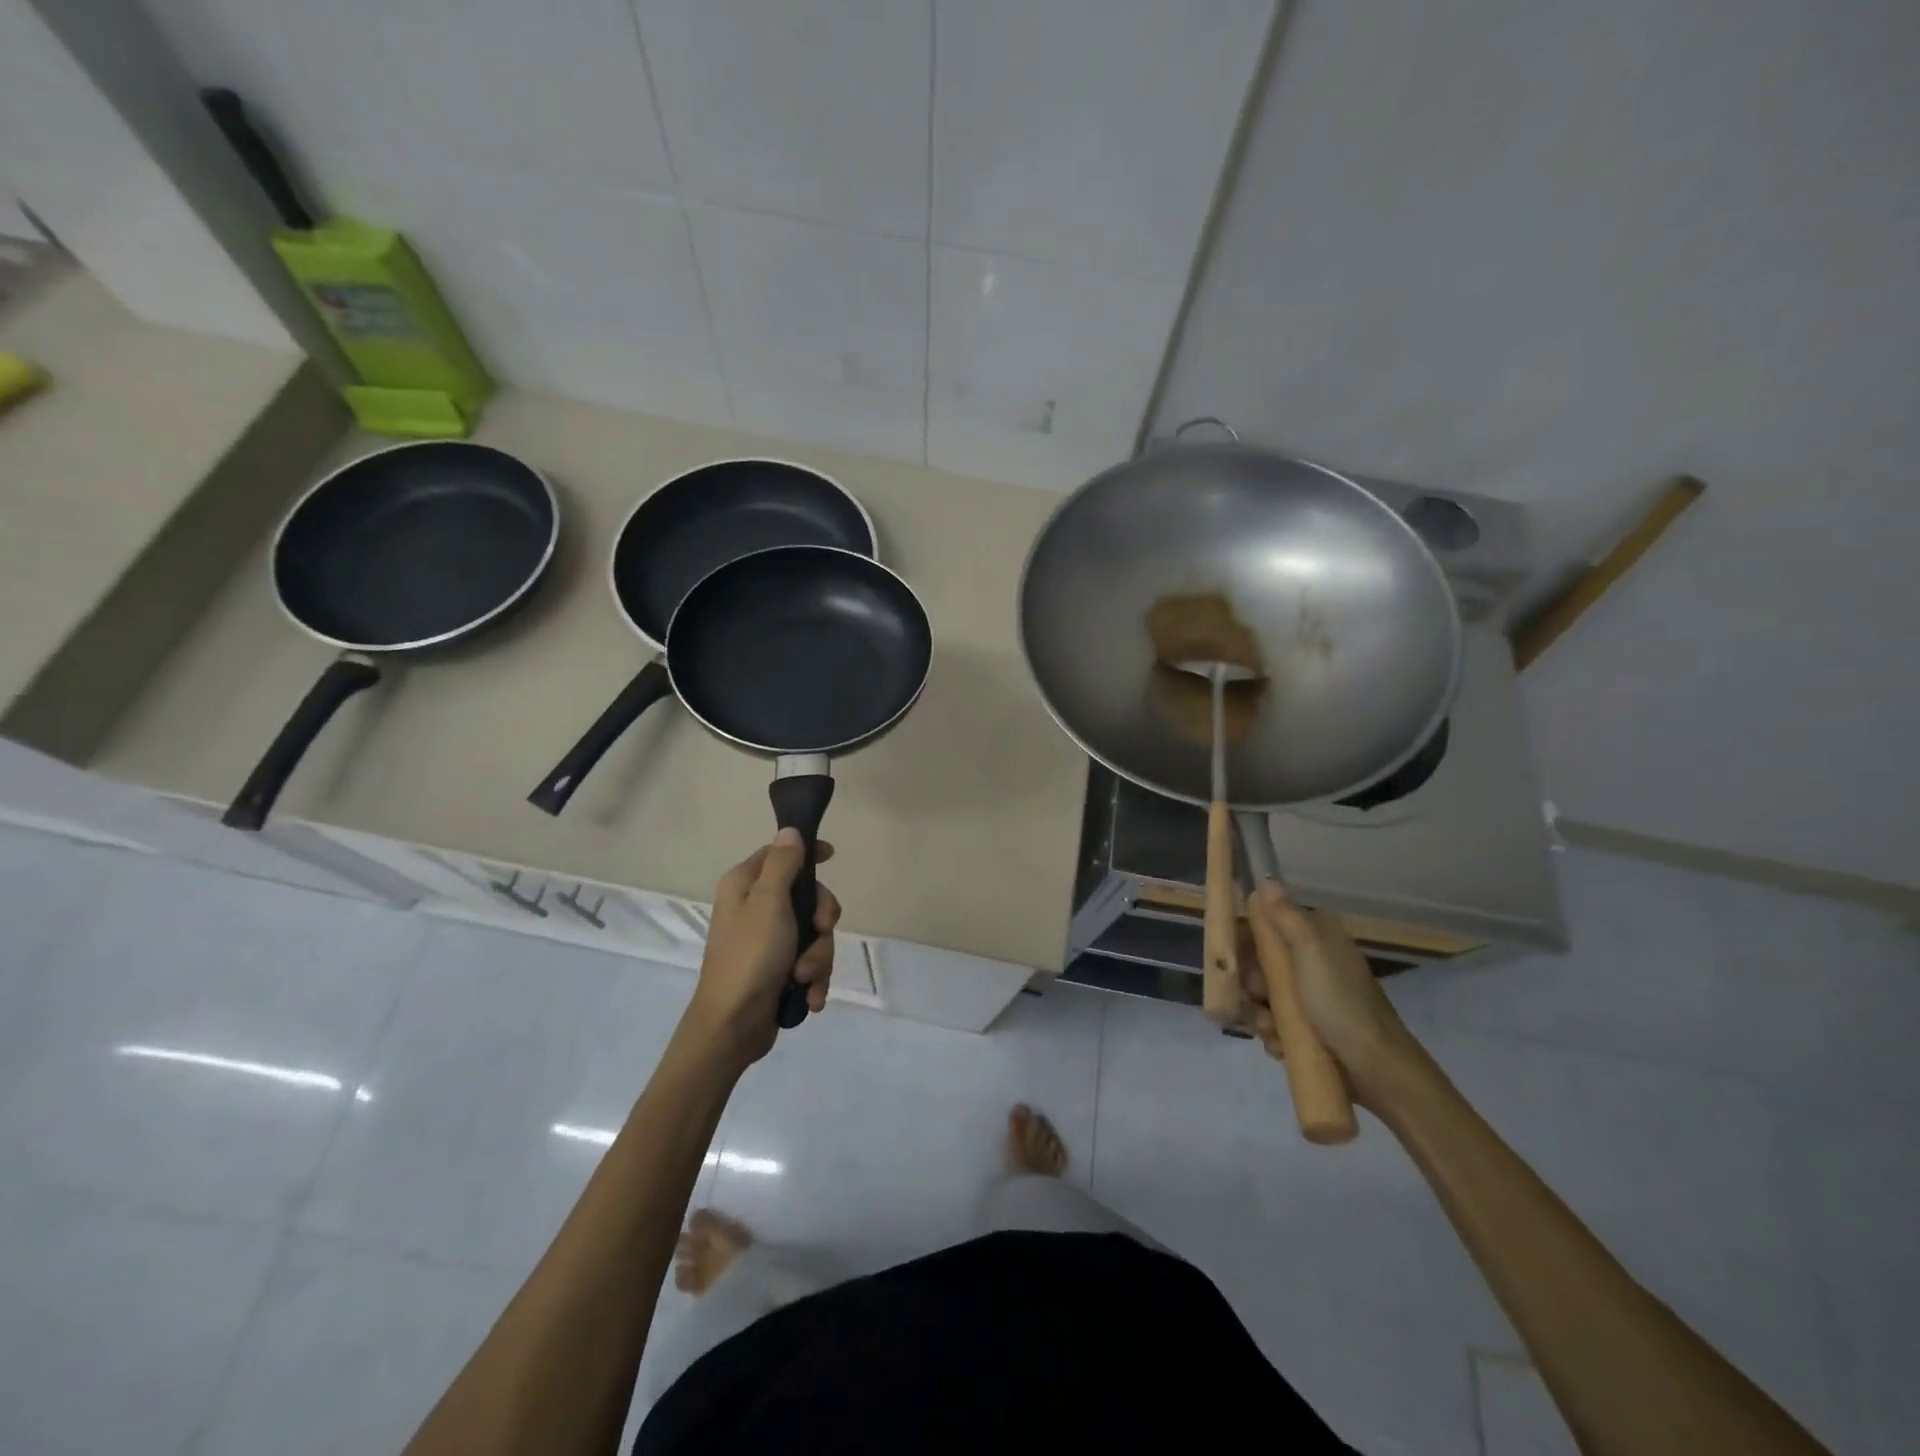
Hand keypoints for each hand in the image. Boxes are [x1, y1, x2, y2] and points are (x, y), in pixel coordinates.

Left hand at [685, 828, 840, 1068]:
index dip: (807, 852)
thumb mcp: (769, 902)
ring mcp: (767, 941)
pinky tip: (810, 996)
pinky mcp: (777, 970)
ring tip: (804, 979)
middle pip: (806, 896)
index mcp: (745, 885)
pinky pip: (809, 962)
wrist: (732, 1027)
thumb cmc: (750, 956)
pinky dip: (813, 979)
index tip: (832, 856)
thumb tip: (789, 831)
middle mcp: (754, 908)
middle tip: (820, 930)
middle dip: (820, 920)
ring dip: (818, 957)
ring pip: (813, 933)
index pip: (779, 853)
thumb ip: (782, 864)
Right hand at [1237, 883, 1422, 1107]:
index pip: (1267, 925)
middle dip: (1250, 984)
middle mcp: (1313, 960)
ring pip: (1265, 996)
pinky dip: (1274, 1033)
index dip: (1244, 940)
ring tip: (1271, 1029)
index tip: (1230, 957)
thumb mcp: (1310, 951)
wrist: (1377, 1068)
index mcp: (1316, 936)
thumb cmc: (1340, 1003)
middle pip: (1260, 963)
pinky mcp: (1312, 1026)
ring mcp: (1313, 995)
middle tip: (1254, 998)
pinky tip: (1281, 1044)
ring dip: (1260, 1013)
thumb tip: (1266, 878)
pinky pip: (1277, 1022)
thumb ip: (1285, 915)